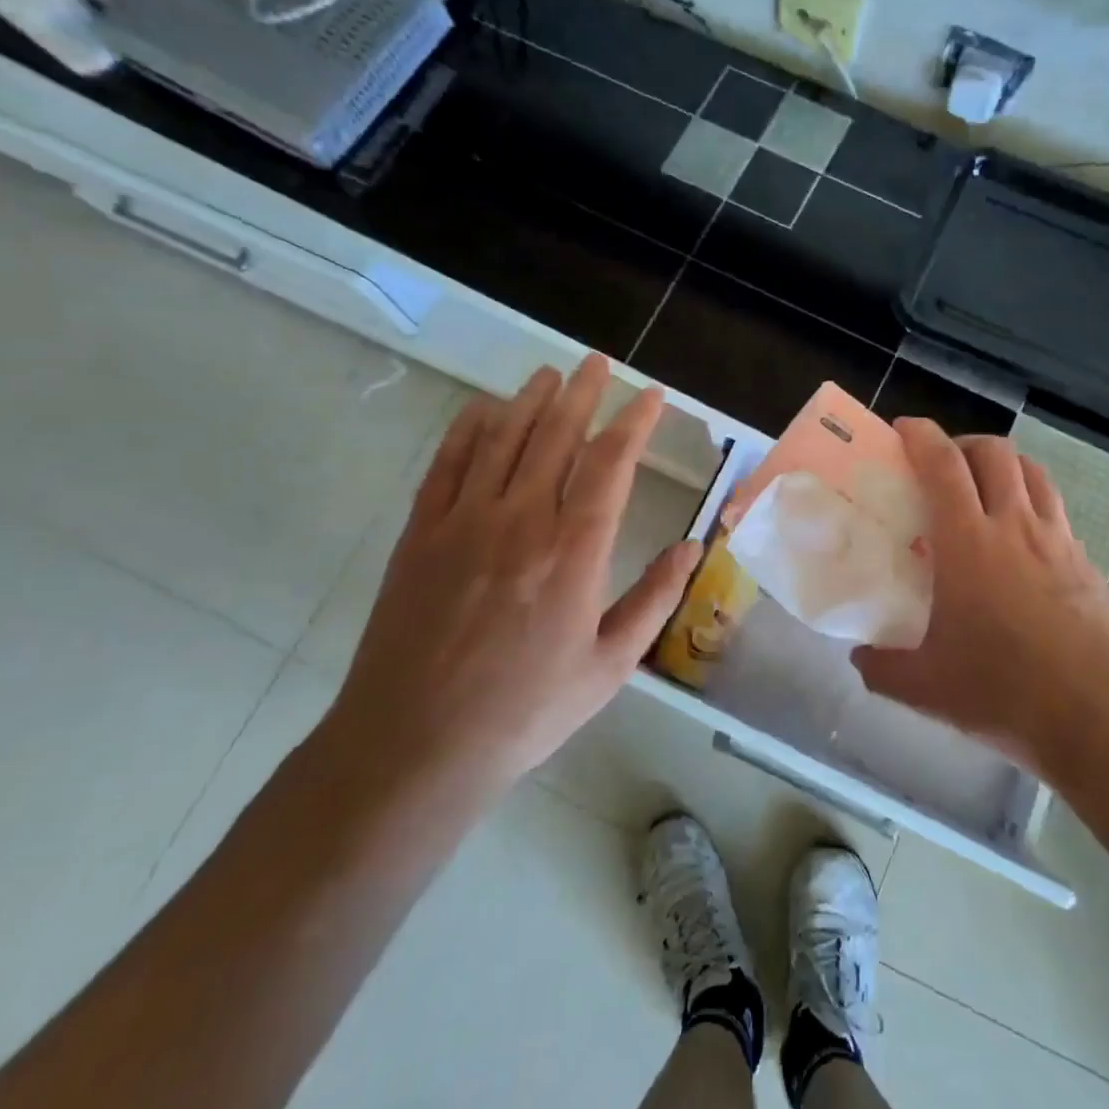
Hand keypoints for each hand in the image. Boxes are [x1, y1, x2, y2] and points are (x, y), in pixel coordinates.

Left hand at [318, 356, 700, 810]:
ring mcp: (464, 521)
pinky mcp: (420, 533)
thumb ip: (654, 599)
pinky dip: (467, 429)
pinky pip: (447, 464)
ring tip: (551, 375)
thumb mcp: (610, 666)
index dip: (634, 422)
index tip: (651, 395)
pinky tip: (482, 408)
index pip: (611, 464)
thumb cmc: (525, 710)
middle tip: (599, 364)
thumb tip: (691, 546)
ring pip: (503, 439)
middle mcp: (522, 520)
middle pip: (556, 436)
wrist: (416, 744)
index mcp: (575, 551)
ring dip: (530, 400)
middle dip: (584, 393)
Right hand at [853, 421, 1108, 777]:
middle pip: (994, 453)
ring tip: (985, 491)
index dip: (921, 436)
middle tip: (943, 467)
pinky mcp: (1088, 563)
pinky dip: (1033, 505)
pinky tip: (1023, 545)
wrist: (1099, 720)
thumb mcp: (926, 687)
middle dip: (964, 444)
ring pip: (1033, 473)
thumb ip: (883, 668)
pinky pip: (1057, 512)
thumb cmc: (1003, 691)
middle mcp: (1015, 527)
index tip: (903, 429)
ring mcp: (1058, 541)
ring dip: (1004, 467)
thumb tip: (859, 658)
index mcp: (969, 543)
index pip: (943, 464)